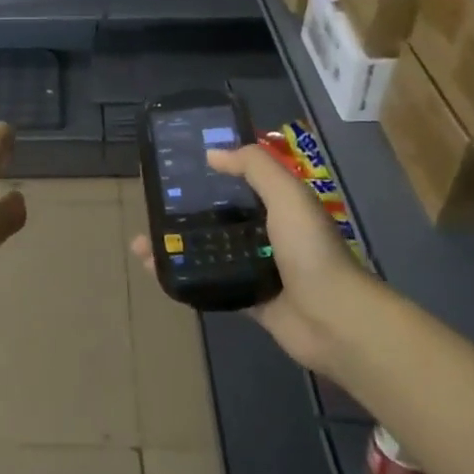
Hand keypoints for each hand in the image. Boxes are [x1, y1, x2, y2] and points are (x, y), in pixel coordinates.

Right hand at [129, 145, 360, 371]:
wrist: (333, 319)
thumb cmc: (310, 250)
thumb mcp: (287, 195)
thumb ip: (254, 167)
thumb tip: (211, 153)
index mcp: (278, 204)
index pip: (240, 180)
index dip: (210, 170)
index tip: (175, 163)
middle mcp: (266, 232)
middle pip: (218, 215)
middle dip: (184, 209)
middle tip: (150, 204)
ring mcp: (255, 266)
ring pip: (208, 248)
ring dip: (177, 243)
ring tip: (140, 240)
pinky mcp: (245, 297)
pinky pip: (208, 281)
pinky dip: (181, 275)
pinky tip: (154, 269)